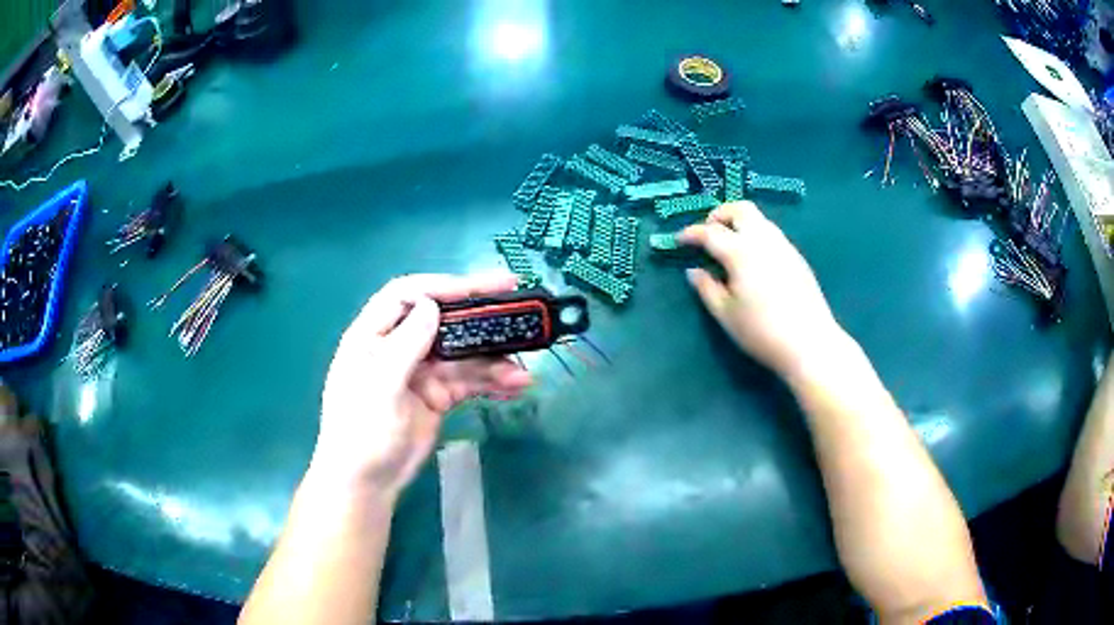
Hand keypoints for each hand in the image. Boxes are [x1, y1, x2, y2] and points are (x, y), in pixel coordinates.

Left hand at [309, 274, 531, 499]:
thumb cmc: (362, 432)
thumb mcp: (379, 386)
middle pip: (443, 320)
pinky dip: (491, 382)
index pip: (410, 295)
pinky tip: (515, 387)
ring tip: (522, 373)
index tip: (485, 286)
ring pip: (463, 354)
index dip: (446, 285)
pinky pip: (469, 382)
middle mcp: (399, 346)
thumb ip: (405, 345)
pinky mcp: (438, 395)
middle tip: (522, 311)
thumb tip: (432, 305)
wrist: (366, 482)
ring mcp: (421, 371)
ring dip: (494, 360)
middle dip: (481, 316)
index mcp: (375, 335)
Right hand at [679, 201, 847, 380]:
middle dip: (720, 215)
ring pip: (759, 219)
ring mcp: (784, 246)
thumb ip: (706, 288)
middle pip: (740, 209)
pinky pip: (772, 234)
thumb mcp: (726, 314)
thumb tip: (694, 271)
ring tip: (730, 246)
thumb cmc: (762, 331)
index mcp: (741, 252)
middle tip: (708, 233)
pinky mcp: (797, 257)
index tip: (679, 240)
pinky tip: (754, 261)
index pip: (710, 232)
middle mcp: (763, 240)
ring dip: (740, 223)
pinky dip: (756, 236)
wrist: (809, 343)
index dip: (691, 233)